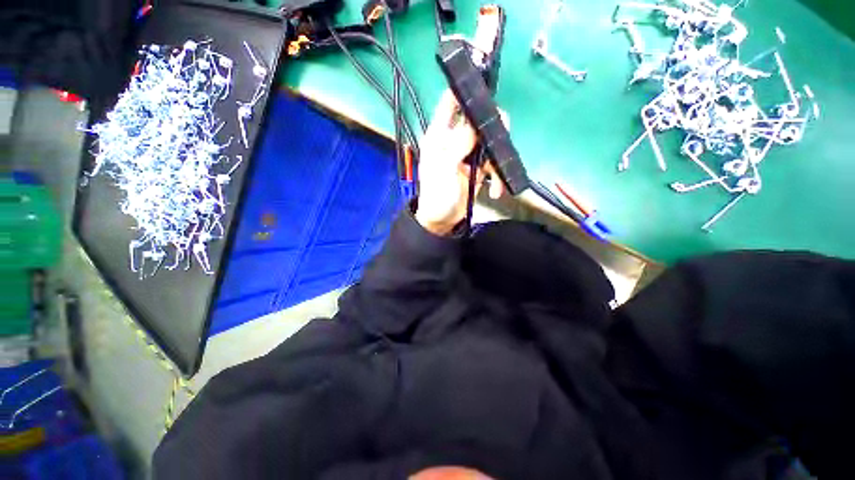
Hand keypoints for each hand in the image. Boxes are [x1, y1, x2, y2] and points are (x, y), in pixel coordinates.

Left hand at [415, 91, 505, 235]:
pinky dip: (497, 174)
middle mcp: (455, 140)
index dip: (463, 89)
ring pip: (489, 140)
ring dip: (496, 157)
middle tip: (499, 138)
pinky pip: (493, 162)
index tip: (482, 83)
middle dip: (491, 127)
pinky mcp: (478, 168)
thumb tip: (475, 124)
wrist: (443, 221)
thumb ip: (458, 145)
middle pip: (477, 120)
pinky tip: (495, 190)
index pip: (449, 103)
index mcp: (440, 135)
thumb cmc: (436, 195)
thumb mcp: (443, 168)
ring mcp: (468, 154)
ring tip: (495, 175)